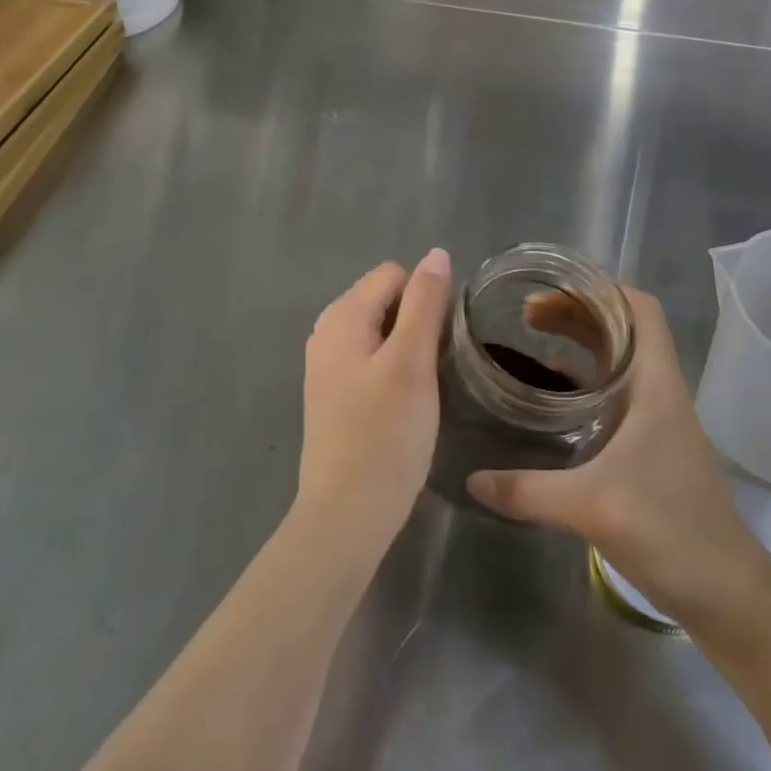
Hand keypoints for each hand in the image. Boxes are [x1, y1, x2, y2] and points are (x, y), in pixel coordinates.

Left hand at [295, 250, 452, 566]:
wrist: (346, 516)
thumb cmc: (384, 435)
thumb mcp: (412, 362)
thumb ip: (425, 303)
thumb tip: (436, 254)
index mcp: (342, 316)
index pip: (394, 274)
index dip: (426, 298)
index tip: (443, 340)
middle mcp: (327, 332)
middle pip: (386, 300)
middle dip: (417, 322)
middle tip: (436, 366)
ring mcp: (328, 366)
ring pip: (382, 332)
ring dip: (408, 349)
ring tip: (425, 386)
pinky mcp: (335, 395)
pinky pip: (372, 360)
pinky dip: (393, 370)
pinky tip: (405, 405)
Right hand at [467, 284, 770, 624]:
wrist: (729, 595)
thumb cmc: (671, 531)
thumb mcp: (592, 506)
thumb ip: (528, 490)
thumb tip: (471, 476)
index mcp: (656, 383)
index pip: (640, 309)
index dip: (600, 287)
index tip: (552, 287)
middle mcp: (659, 390)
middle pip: (622, 327)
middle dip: (576, 311)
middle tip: (526, 315)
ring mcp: (658, 419)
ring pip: (618, 359)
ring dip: (580, 341)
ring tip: (534, 338)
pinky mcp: (652, 446)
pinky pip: (615, 392)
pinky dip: (584, 379)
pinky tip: (552, 395)